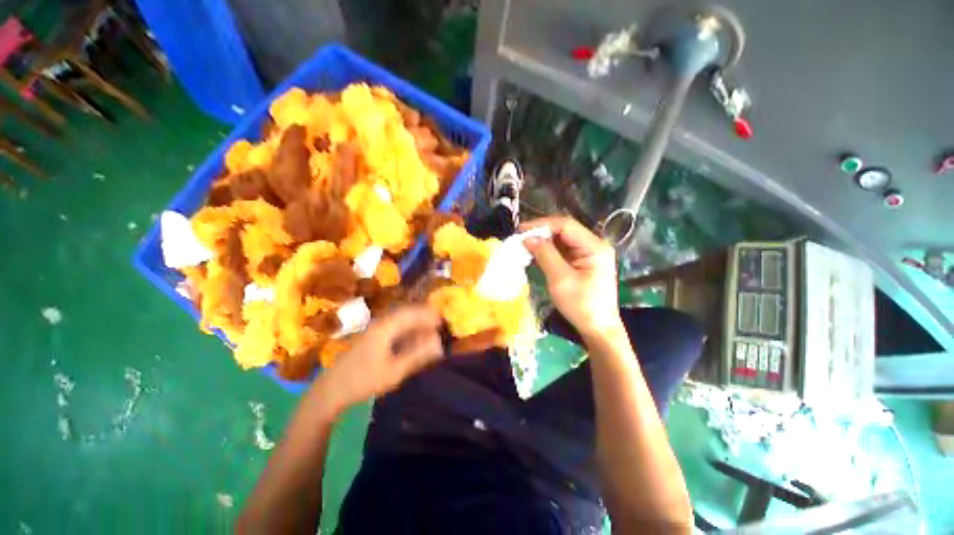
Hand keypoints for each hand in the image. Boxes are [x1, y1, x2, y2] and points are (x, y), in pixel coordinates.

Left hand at [310, 305, 442, 415]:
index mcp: (385, 328)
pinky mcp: (371, 340)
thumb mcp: (394, 371)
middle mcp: (379, 325)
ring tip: (429, 334)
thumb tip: (439, 345)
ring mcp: (373, 332)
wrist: (329, 392)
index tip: (442, 320)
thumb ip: (417, 356)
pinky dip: (406, 333)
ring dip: (415, 326)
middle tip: (438, 326)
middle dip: (423, 318)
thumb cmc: (363, 381)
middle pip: (405, 315)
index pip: (411, 313)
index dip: (428, 315)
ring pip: (399, 322)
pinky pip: (393, 330)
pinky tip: (412, 343)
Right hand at [521, 217, 621, 337]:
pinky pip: (563, 251)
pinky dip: (548, 251)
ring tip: (524, 245)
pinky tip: (534, 254)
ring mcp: (588, 254)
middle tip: (520, 238)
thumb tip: (528, 238)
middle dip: (541, 232)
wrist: (597, 328)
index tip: (521, 230)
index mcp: (594, 246)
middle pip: (564, 230)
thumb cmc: (581, 306)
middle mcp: (593, 245)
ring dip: (543, 241)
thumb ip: (545, 255)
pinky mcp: (582, 262)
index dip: (542, 224)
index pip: (565, 225)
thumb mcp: (560, 279)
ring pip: (562, 240)